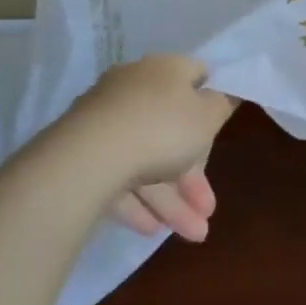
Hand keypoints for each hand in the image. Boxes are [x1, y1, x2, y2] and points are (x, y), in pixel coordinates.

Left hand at [72, 55, 237, 241]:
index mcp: (164, 70)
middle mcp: (133, 89)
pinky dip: (138, 202)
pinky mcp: (83, 153)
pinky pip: (119, 176)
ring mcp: (105, 122)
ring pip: (147, 159)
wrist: (88, 159)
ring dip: (172, 199)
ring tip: (192, 234)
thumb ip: (222, 104)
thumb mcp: (208, 116)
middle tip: (208, 209)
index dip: (212, 98)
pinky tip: (152, 229)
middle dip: (194, 175)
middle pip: (172, 130)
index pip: (194, 75)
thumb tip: (222, 93)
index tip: (222, 124)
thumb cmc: (163, 128)